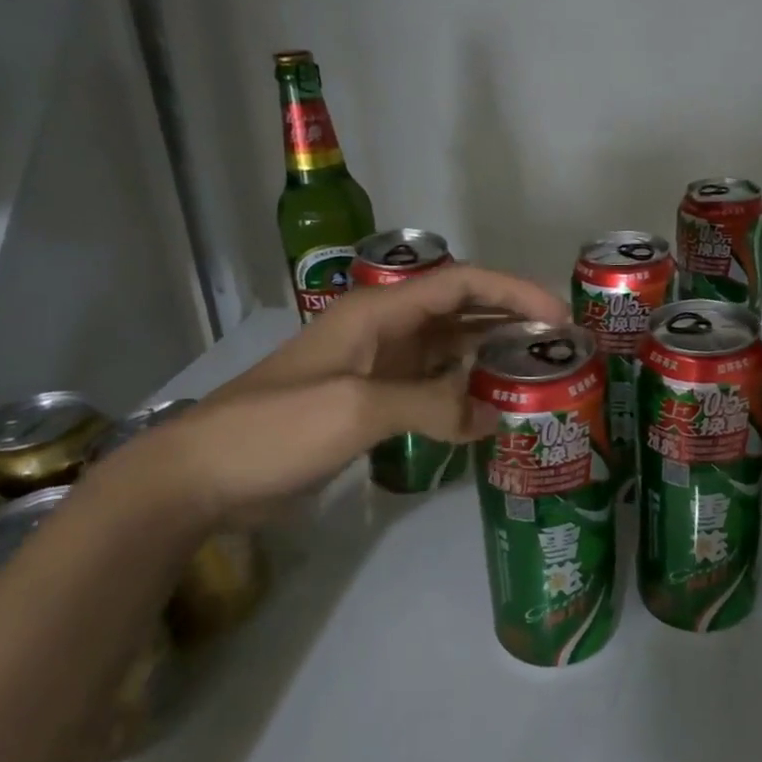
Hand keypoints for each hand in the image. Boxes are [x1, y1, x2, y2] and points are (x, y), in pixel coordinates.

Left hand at [94, 265, 567, 522]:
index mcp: (378, 314)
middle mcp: (384, 332)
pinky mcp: (371, 403)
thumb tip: (494, 416)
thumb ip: (430, 407)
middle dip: (510, 321)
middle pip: (460, 313)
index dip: (512, 292)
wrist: (202, 476)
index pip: (459, 285)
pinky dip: (463, 395)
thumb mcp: (355, 409)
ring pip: (449, 351)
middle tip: (560, 347)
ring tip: (537, 377)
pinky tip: (490, 413)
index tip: (558, 314)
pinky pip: (432, 388)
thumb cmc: (275, 427)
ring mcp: (377, 369)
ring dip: (490, 358)